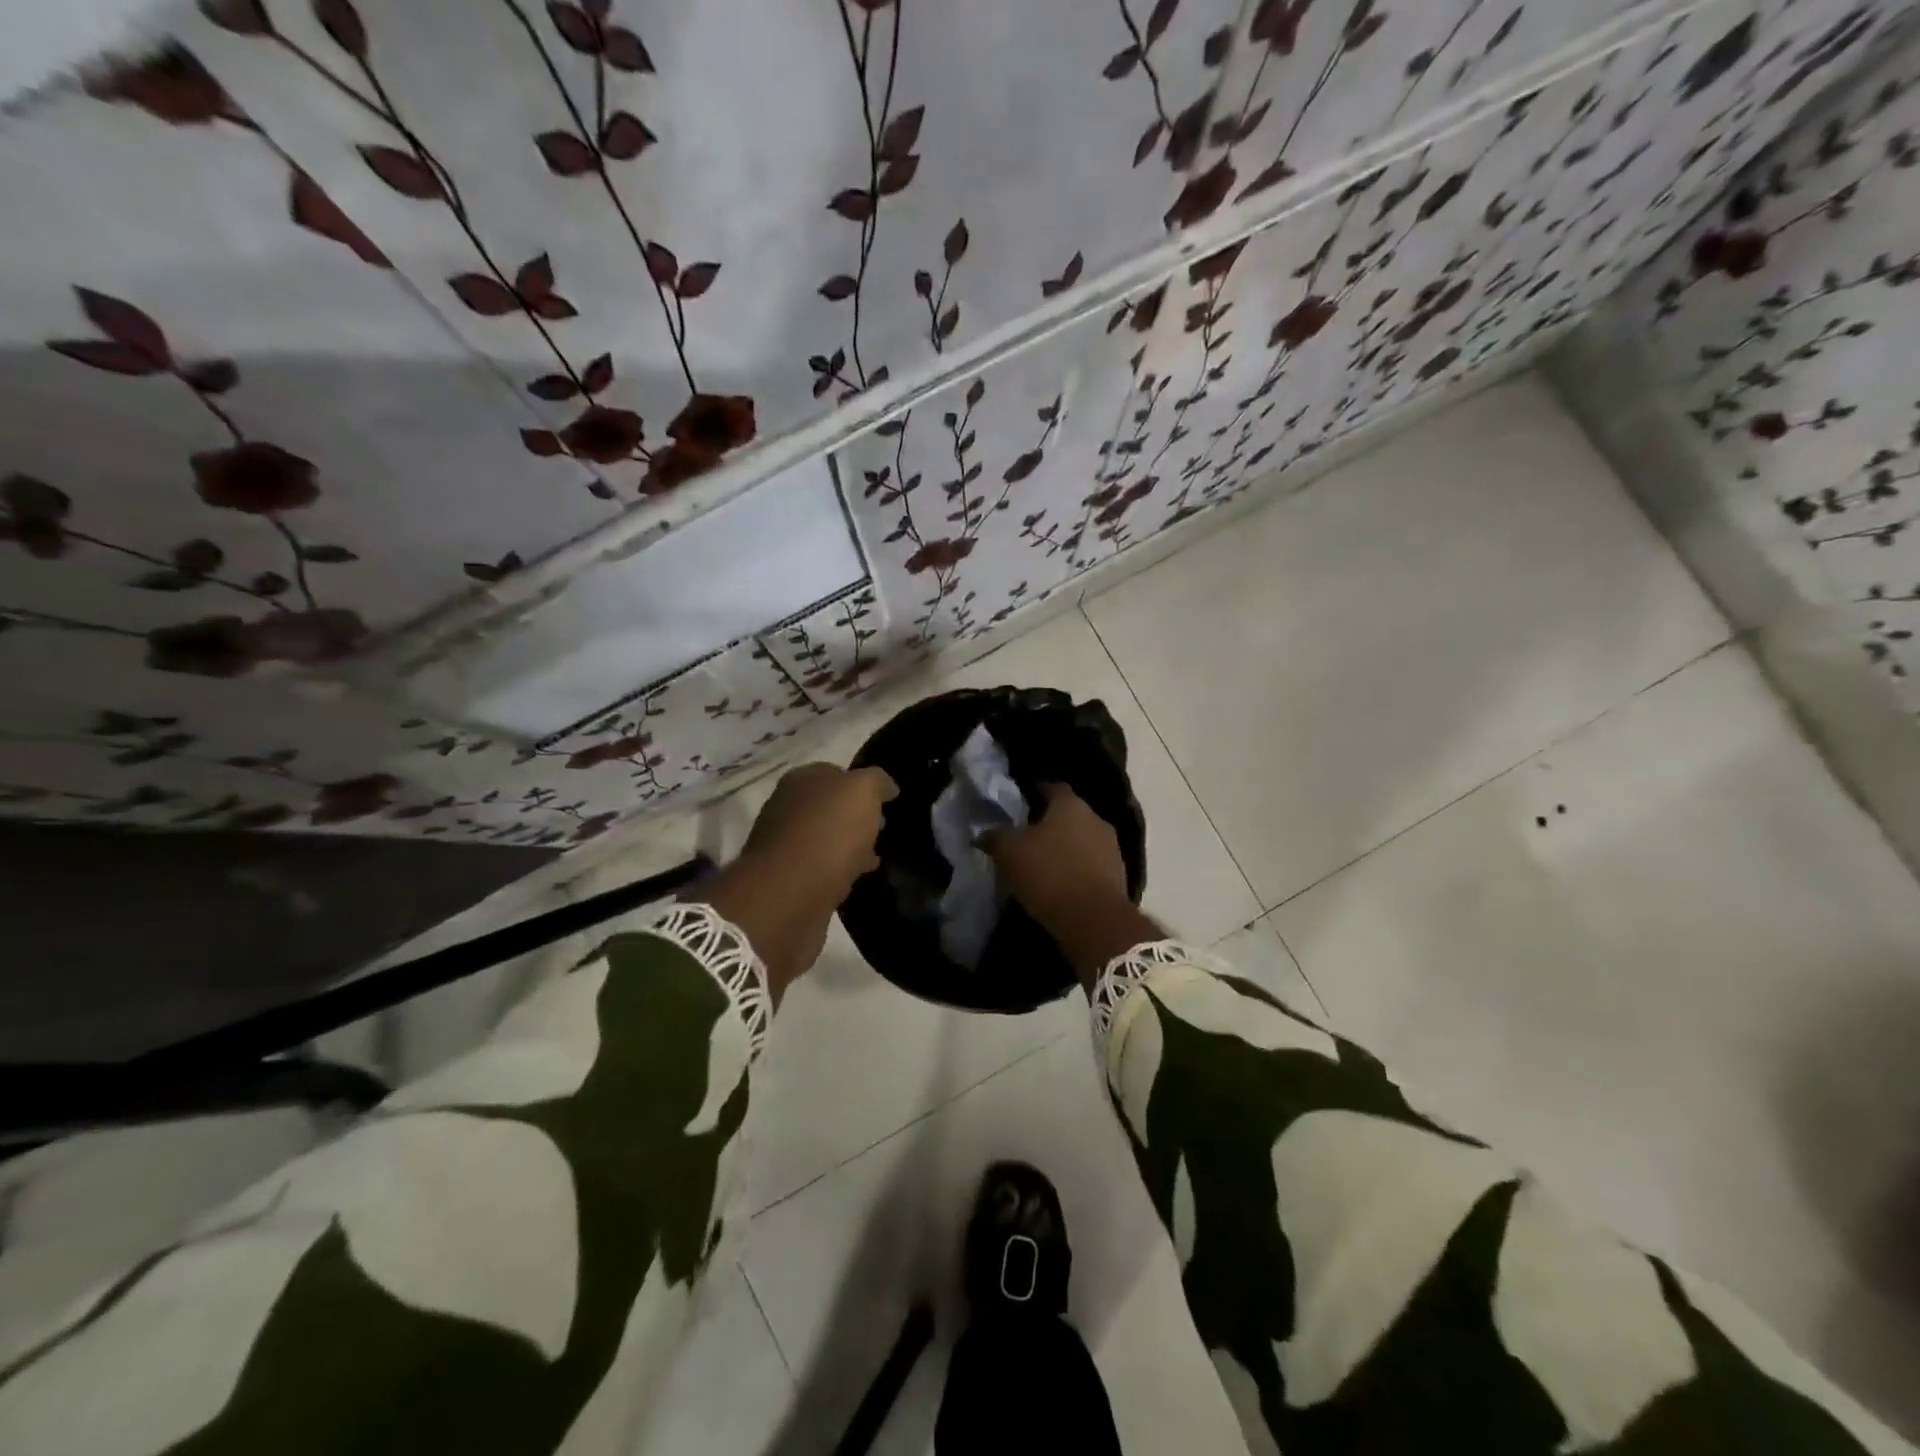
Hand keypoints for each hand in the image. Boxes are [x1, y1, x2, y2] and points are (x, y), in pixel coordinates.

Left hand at [741, 761, 897, 904]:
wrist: (790, 892)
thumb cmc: (829, 831)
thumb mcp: (863, 791)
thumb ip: (876, 781)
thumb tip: (886, 787)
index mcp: (801, 779)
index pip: (836, 773)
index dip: (862, 784)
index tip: (885, 801)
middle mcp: (787, 807)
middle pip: (829, 807)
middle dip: (855, 816)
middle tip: (881, 828)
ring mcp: (784, 844)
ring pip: (825, 838)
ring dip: (848, 845)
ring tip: (875, 857)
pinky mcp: (787, 878)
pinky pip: (821, 867)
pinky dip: (839, 869)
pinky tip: (856, 877)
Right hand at [988, 784, 1159, 989]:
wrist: (1095, 920)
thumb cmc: (1049, 874)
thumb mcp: (1010, 853)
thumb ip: (996, 837)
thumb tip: (985, 833)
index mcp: (1071, 805)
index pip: (1052, 787)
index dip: (1036, 792)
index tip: (1021, 801)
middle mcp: (1096, 819)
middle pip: (1069, 814)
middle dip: (1050, 823)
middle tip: (1026, 836)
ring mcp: (1111, 848)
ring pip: (1082, 840)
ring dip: (1065, 848)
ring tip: (1043, 862)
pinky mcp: (1118, 876)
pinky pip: (1091, 864)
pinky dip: (1076, 869)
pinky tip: (1061, 883)